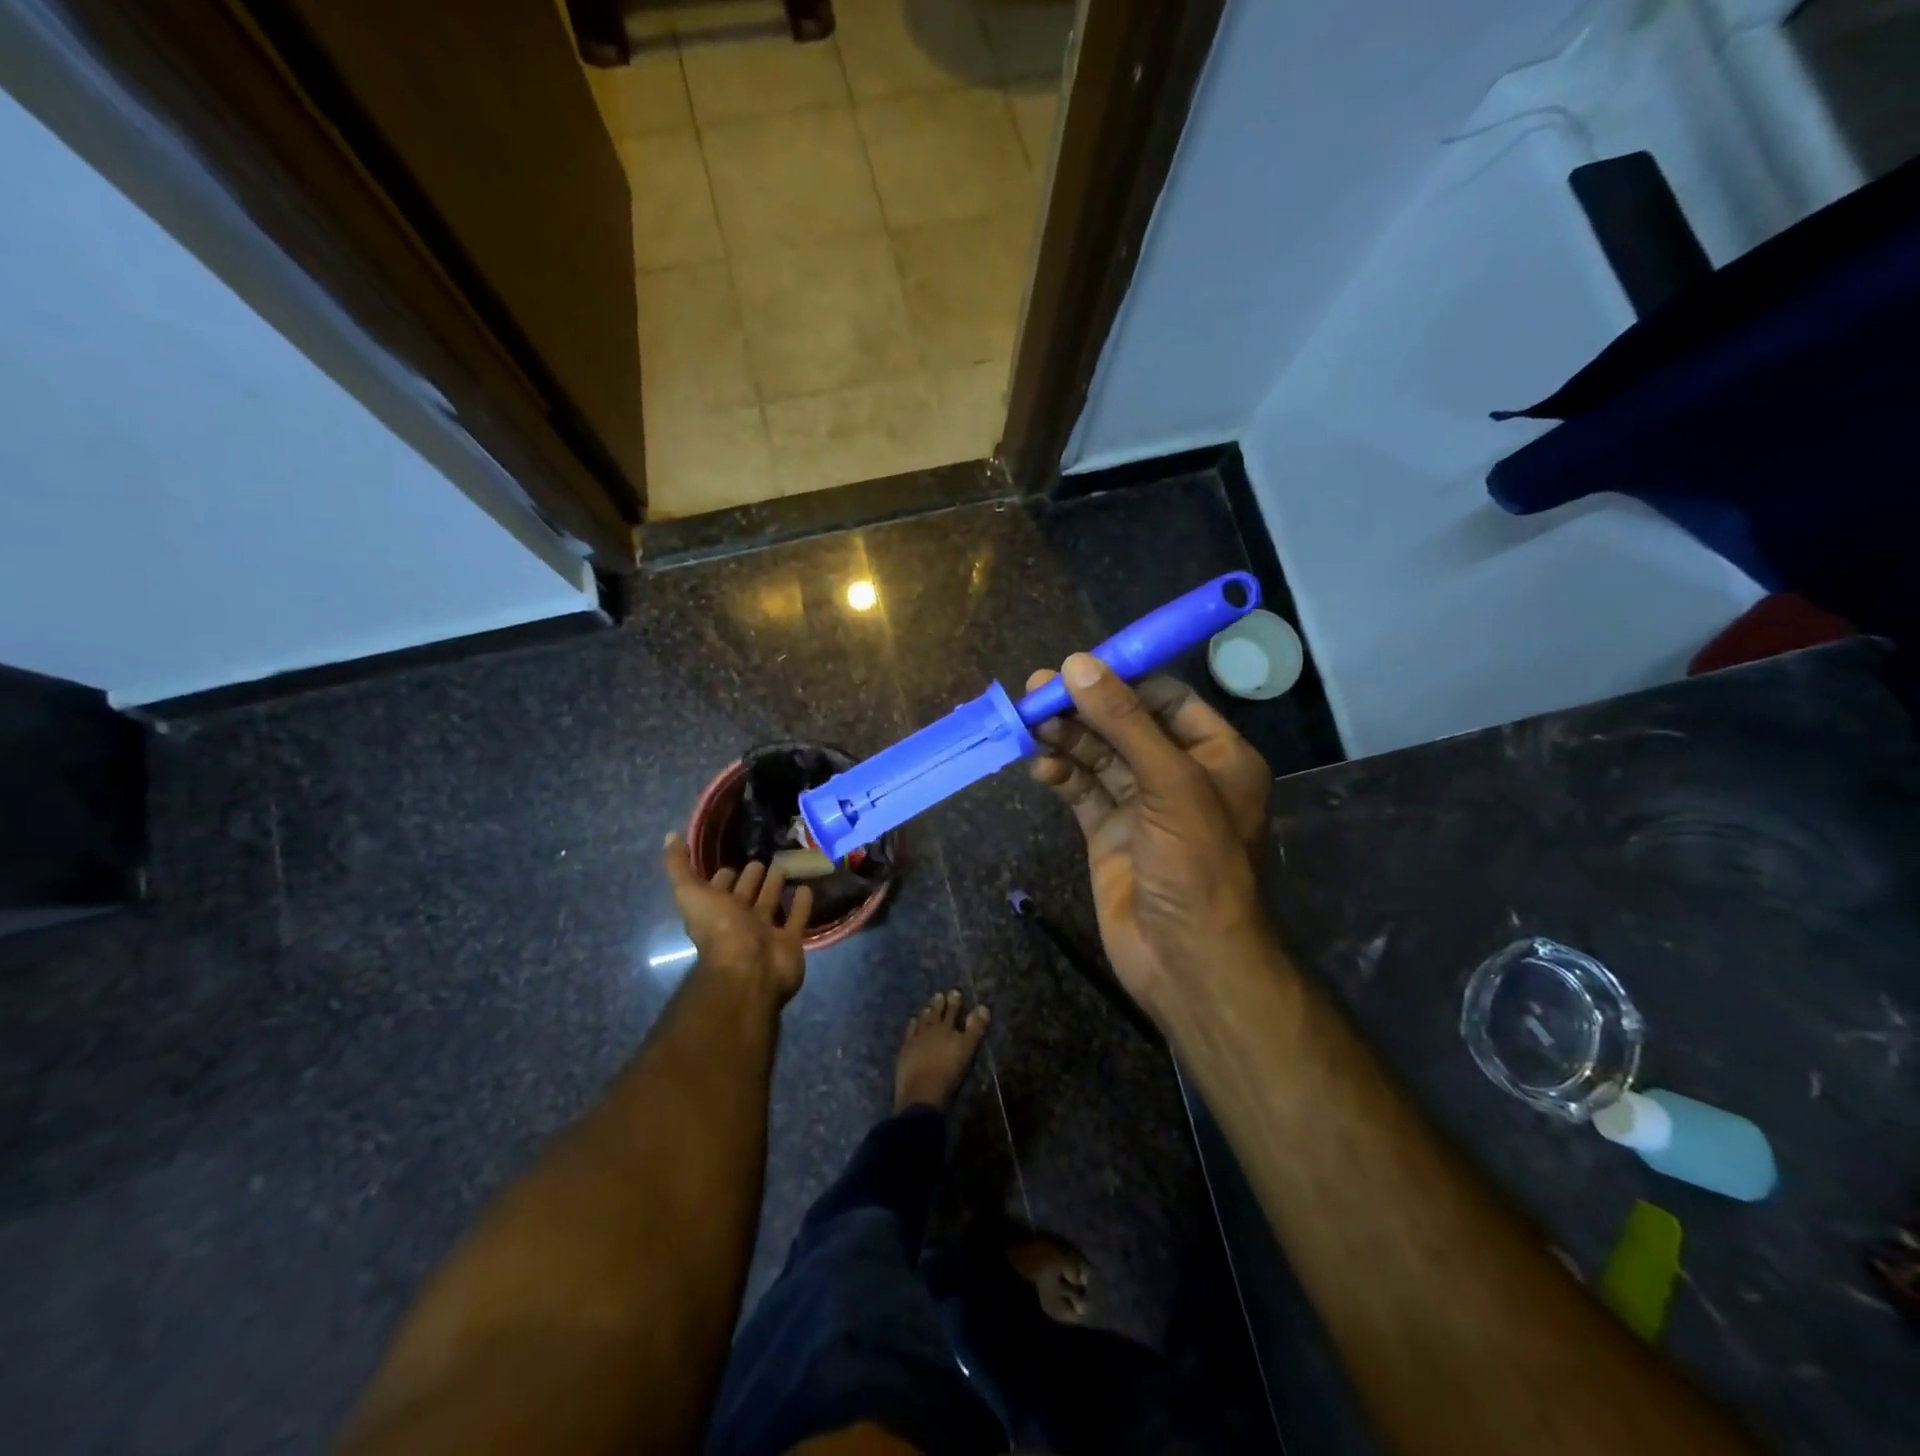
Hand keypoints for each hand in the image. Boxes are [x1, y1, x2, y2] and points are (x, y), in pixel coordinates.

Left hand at [662, 833, 812, 1003]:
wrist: (749, 969)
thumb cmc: (719, 929)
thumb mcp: (689, 893)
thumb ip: (679, 866)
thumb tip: (669, 836)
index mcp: (715, 911)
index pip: (718, 888)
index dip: (723, 875)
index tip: (732, 856)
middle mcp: (739, 921)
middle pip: (746, 895)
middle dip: (751, 878)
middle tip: (762, 860)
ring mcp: (765, 932)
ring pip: (771, 904)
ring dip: (775, 887)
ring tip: (785, 866)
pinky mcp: (790, 941)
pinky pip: (797, 918)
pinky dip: (801, 904)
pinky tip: (806, 887)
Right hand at [1027, 656, 1271, 1022]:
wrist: (1188, 962)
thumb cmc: (1198, 865)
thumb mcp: (1170, 784)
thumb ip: (1124, 722)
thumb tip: (1077, 665)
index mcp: (1215, 756)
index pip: (1166, 699)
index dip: (1122, 681)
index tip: (1077, 668)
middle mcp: (1178, 775)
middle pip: (1124, 725)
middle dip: (1083, 708)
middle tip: (1036, 692)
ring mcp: (1141, 806)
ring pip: (1098, 757)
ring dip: (1066, 739)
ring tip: (1030, 726)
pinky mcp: (1109, 833)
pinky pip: (1081, 791)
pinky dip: (1060, 775)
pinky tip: (1039, 766)